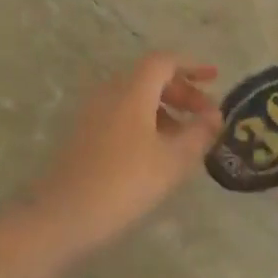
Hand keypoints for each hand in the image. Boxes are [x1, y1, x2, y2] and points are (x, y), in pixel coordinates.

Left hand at [27, 54, 222, 250]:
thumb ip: (198, 134)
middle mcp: (110, 92)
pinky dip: (145, 122)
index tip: (214, 78)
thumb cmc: (124, 183)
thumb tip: (215, 116)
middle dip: (181, 92)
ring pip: (136, 98)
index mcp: (132, 89)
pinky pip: (122, 114)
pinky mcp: (83, 134)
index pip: (164, 61)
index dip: (191, 66)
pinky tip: (157, 153)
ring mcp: (92, 112)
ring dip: (165, 109)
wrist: (62, 216)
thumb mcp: (172, 160)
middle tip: (205, 116)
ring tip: (186, 138)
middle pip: (150, 78)